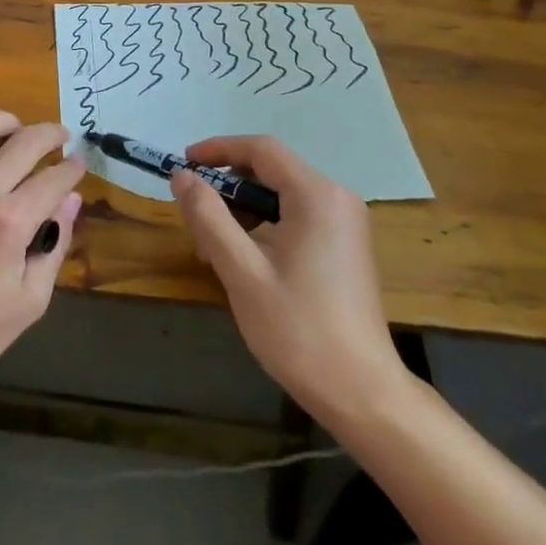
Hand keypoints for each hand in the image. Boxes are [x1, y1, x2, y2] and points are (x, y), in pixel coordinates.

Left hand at [0, 111, 84, 389]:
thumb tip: (71, 201)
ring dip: (8, 122)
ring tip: (17, 132)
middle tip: (61, 137)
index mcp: (11, 221)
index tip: (79, 165)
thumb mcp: (29, 302)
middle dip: (52, 134)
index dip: (73, 168)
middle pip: (26, 140)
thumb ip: (54, 245)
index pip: (55, 177)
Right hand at [172, 136, 412, 423]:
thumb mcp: (242, 272)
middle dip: (228, 185)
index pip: (261, 149)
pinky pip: (298, 215)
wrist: (363, 394)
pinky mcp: (346, 246)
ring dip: (244, 208)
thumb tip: (182, 176)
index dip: (218, 149)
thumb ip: (209, 217)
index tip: (183, 164)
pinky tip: (246, 259)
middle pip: (272, 169)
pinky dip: (266, 225)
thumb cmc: (300, 330)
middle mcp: (337, 198)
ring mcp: (345, 223)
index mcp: (316, 195)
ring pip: (282, 194)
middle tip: (194, 214)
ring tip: (213, 246)